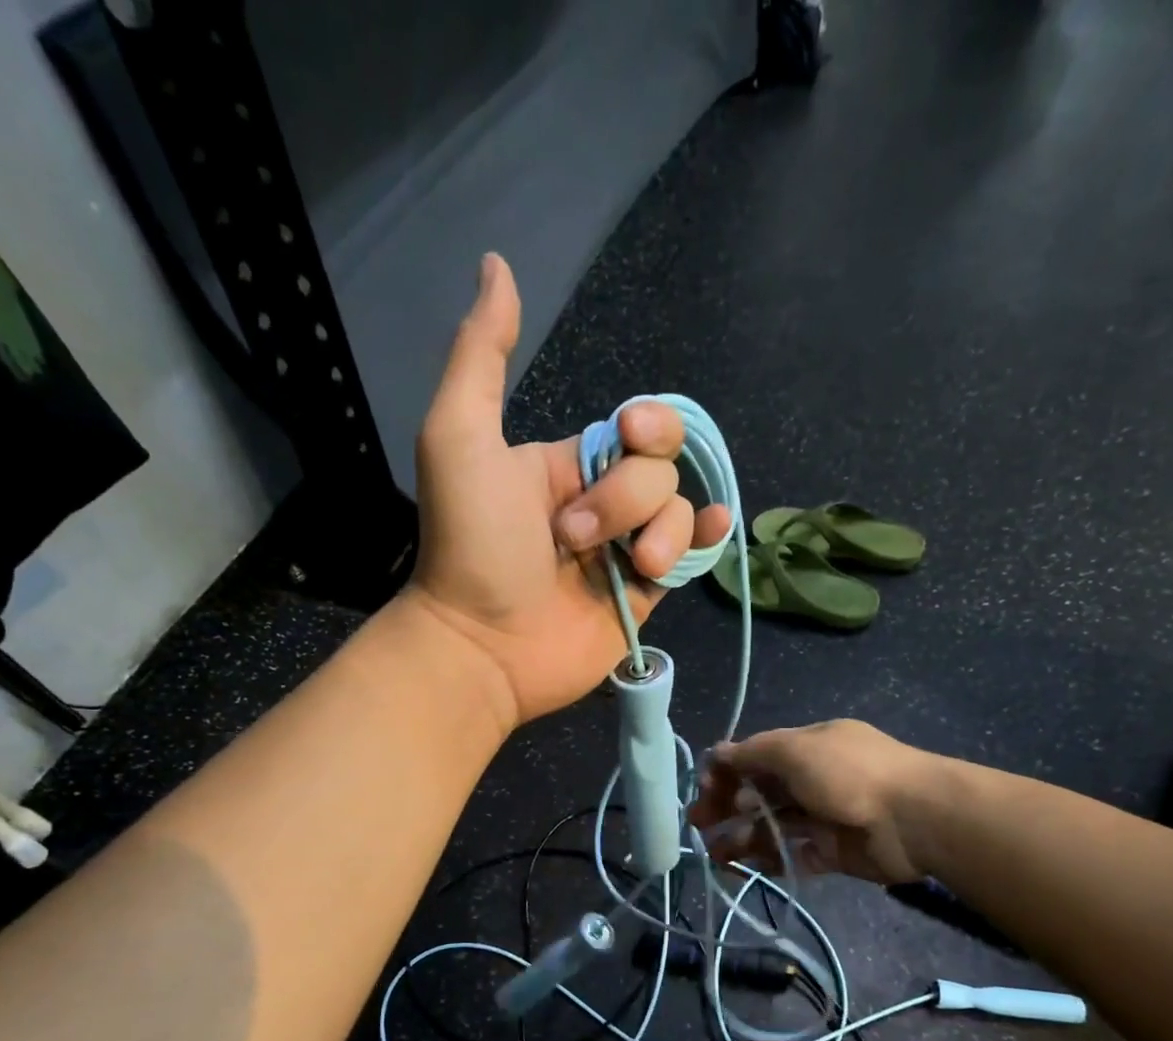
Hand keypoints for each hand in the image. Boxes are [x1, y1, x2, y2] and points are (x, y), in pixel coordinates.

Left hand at [402, 254, 732, 727]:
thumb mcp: (460, 437)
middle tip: (575, 538)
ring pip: (678, 512)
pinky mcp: (641, 597)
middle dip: (627, 498)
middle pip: (660, 469)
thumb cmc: (471, 543)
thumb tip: (498, 264)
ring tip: (620, 569)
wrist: (482, 644)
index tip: (627, 435)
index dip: (646, 425)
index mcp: (565, 464)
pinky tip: (712, 530)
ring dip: (657, 534)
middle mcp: (600, 503)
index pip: (633, 429)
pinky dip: (705, 540)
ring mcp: (623, 553)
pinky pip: (689, 557)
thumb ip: (481, 355)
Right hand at [692, 720, 932, 883]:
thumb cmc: (849, 774)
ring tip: (716, 853)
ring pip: (773, 826)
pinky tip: (745, 866)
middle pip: (761, 792)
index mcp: (808, 747)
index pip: (757, 756)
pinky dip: (769, 859)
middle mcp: (814, 778)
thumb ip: (753, 753)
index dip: (728, 770)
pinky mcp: (833, 852)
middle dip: (727, 806)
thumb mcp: (795, 750)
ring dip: (742, 836)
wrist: (916, 819)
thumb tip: (717, 753)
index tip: (705, 789)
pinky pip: (794, 855)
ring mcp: (824, 816)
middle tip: (698, 824)